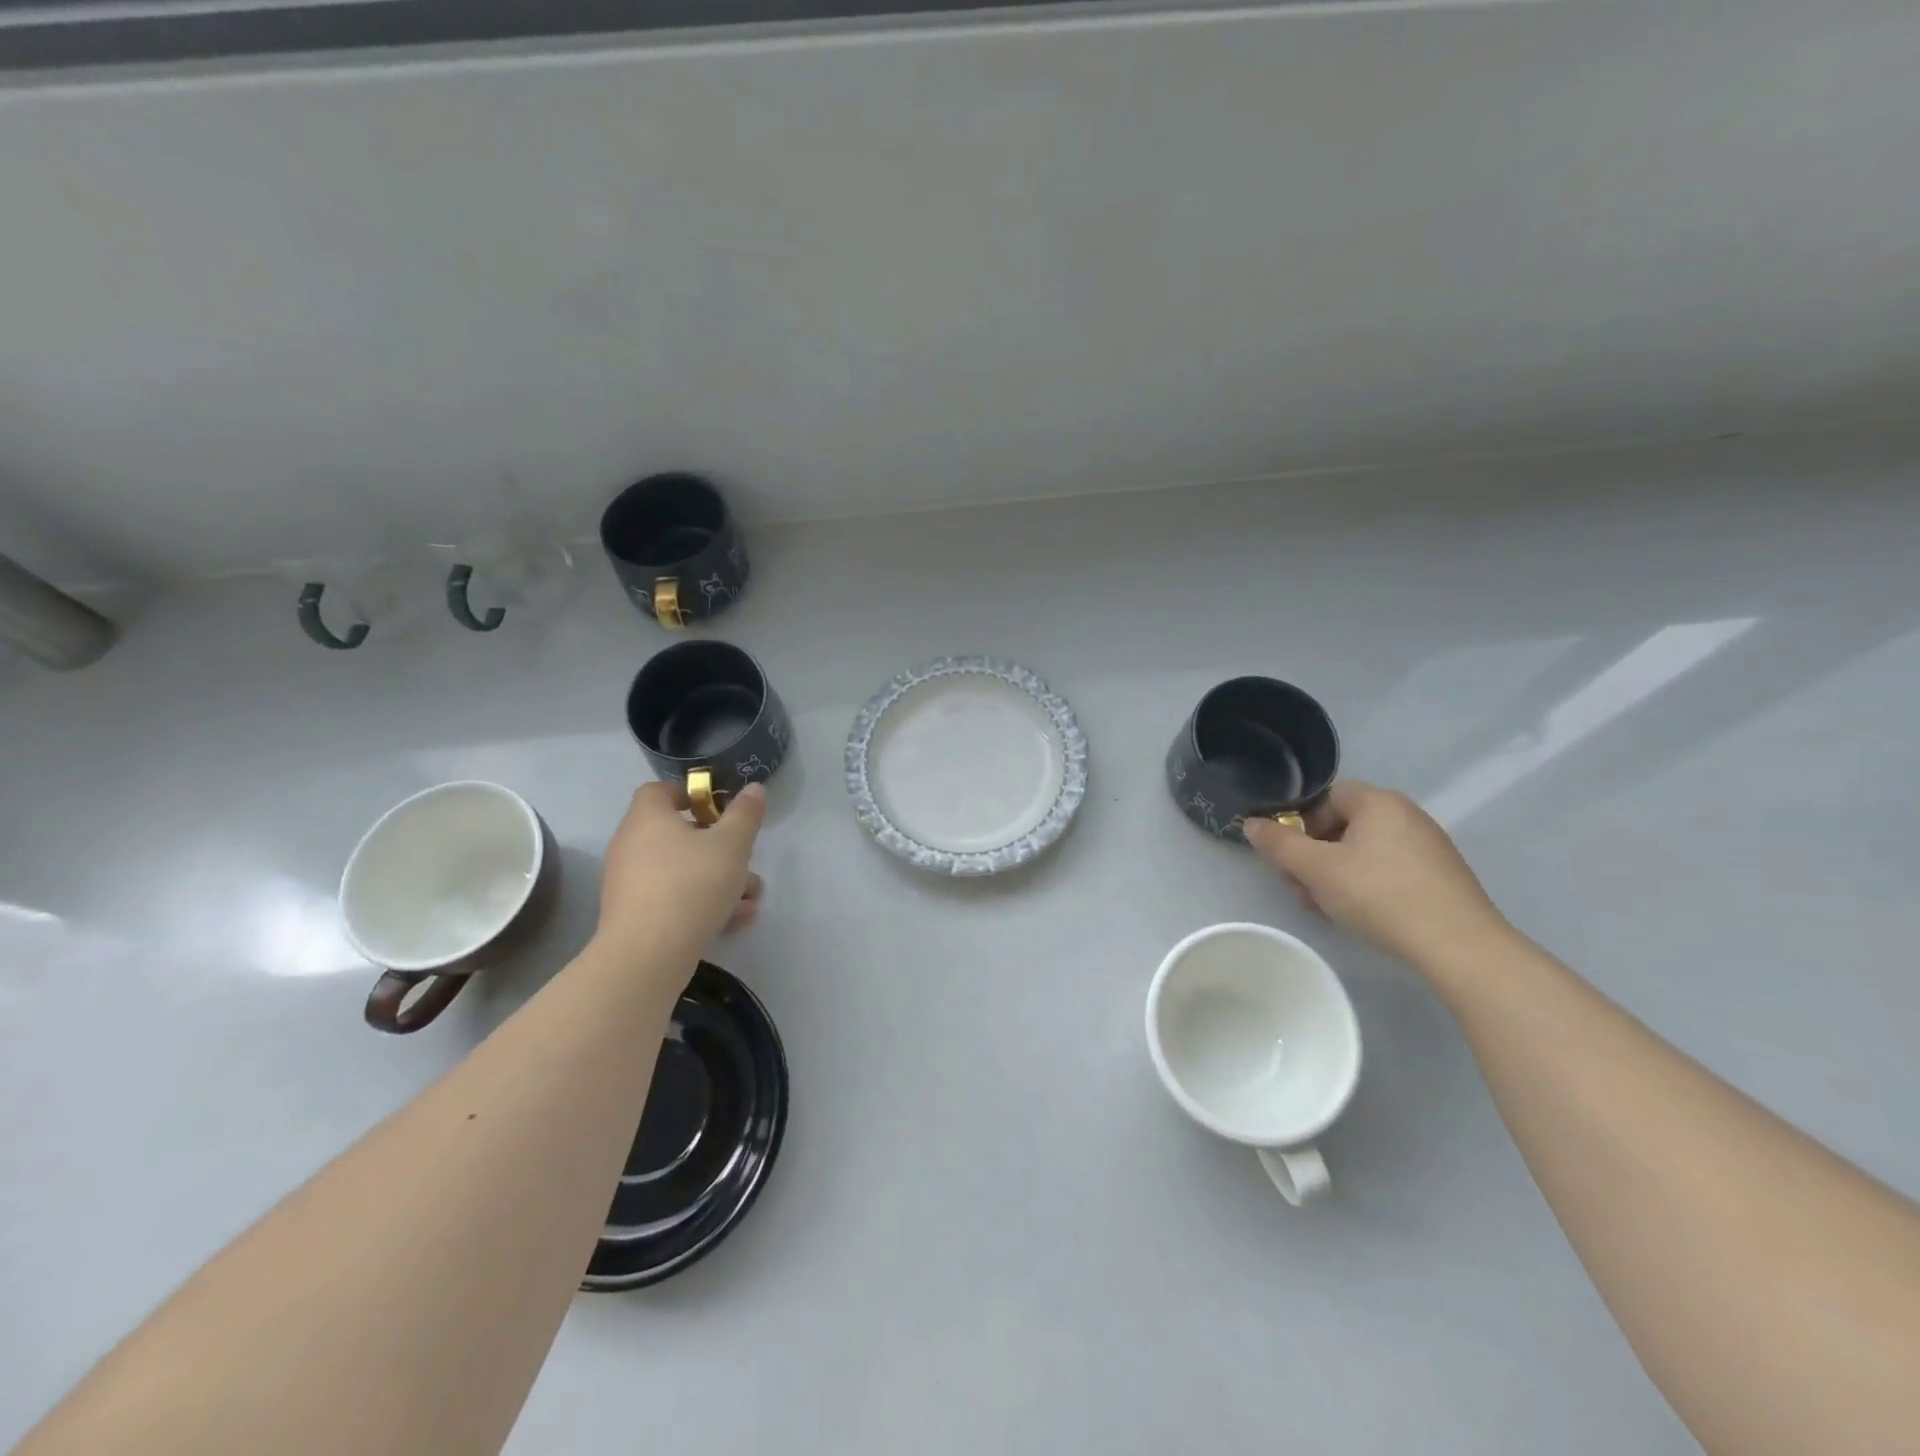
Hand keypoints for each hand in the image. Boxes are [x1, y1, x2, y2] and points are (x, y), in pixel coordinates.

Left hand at [594, 781, 766, 964]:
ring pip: (681, 870)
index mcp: (648, 818)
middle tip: (744, 858)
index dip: (691, 794)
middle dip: (718, 846)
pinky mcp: (634, 915)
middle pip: (678, 834)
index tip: (721, 810)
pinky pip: (673, 897)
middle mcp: (631, 845)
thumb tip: (753, 789)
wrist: (647, 955)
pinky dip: (701, 902)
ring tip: (751, 897)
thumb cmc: (691, 885)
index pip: (661, 790)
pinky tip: (735, 919)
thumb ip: (745, 814)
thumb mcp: (732, 844)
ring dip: (718, 879)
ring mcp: (630, 883)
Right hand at [1243, 780, 1507, 967]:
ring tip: (1326, 909)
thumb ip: (1279, 844)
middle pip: (1342, 826)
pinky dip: (1365, 886)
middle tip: (1301, 890)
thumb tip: (1251, 823)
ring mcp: (1428, 846)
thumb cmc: (1379, 894)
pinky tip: (1360, 915)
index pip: (1325, 798)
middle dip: (1313, 856)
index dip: (1299, 825)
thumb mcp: (1316, 869)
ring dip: (1334, 875)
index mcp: (1378, 801)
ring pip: (1363, 852)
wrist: (1459, 946)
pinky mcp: (1440, 876)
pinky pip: (1388, 869)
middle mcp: (1406, 814)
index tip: (1290, 859)